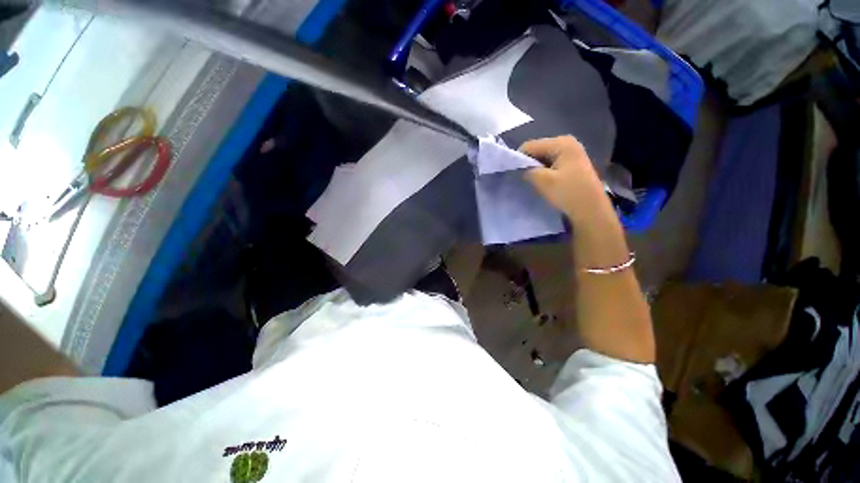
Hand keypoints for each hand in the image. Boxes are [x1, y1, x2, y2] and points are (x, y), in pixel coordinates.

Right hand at [520, 136, 609, 223]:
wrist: (590, 209)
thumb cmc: (567, 193)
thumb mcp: (542, 181)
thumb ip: (527, 170)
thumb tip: (521, 167)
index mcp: (561, 143)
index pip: (530, 146)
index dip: (520, 158)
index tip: (517, 174)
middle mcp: (567, 142)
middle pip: (538, 149)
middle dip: (529, 163)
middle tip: (527, 179)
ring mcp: (572, 152)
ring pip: (544, 157)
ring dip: (537, 168)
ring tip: (537, 181)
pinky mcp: (573, 162)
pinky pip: (552, 162)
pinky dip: (545, 170)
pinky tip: (547, 182)